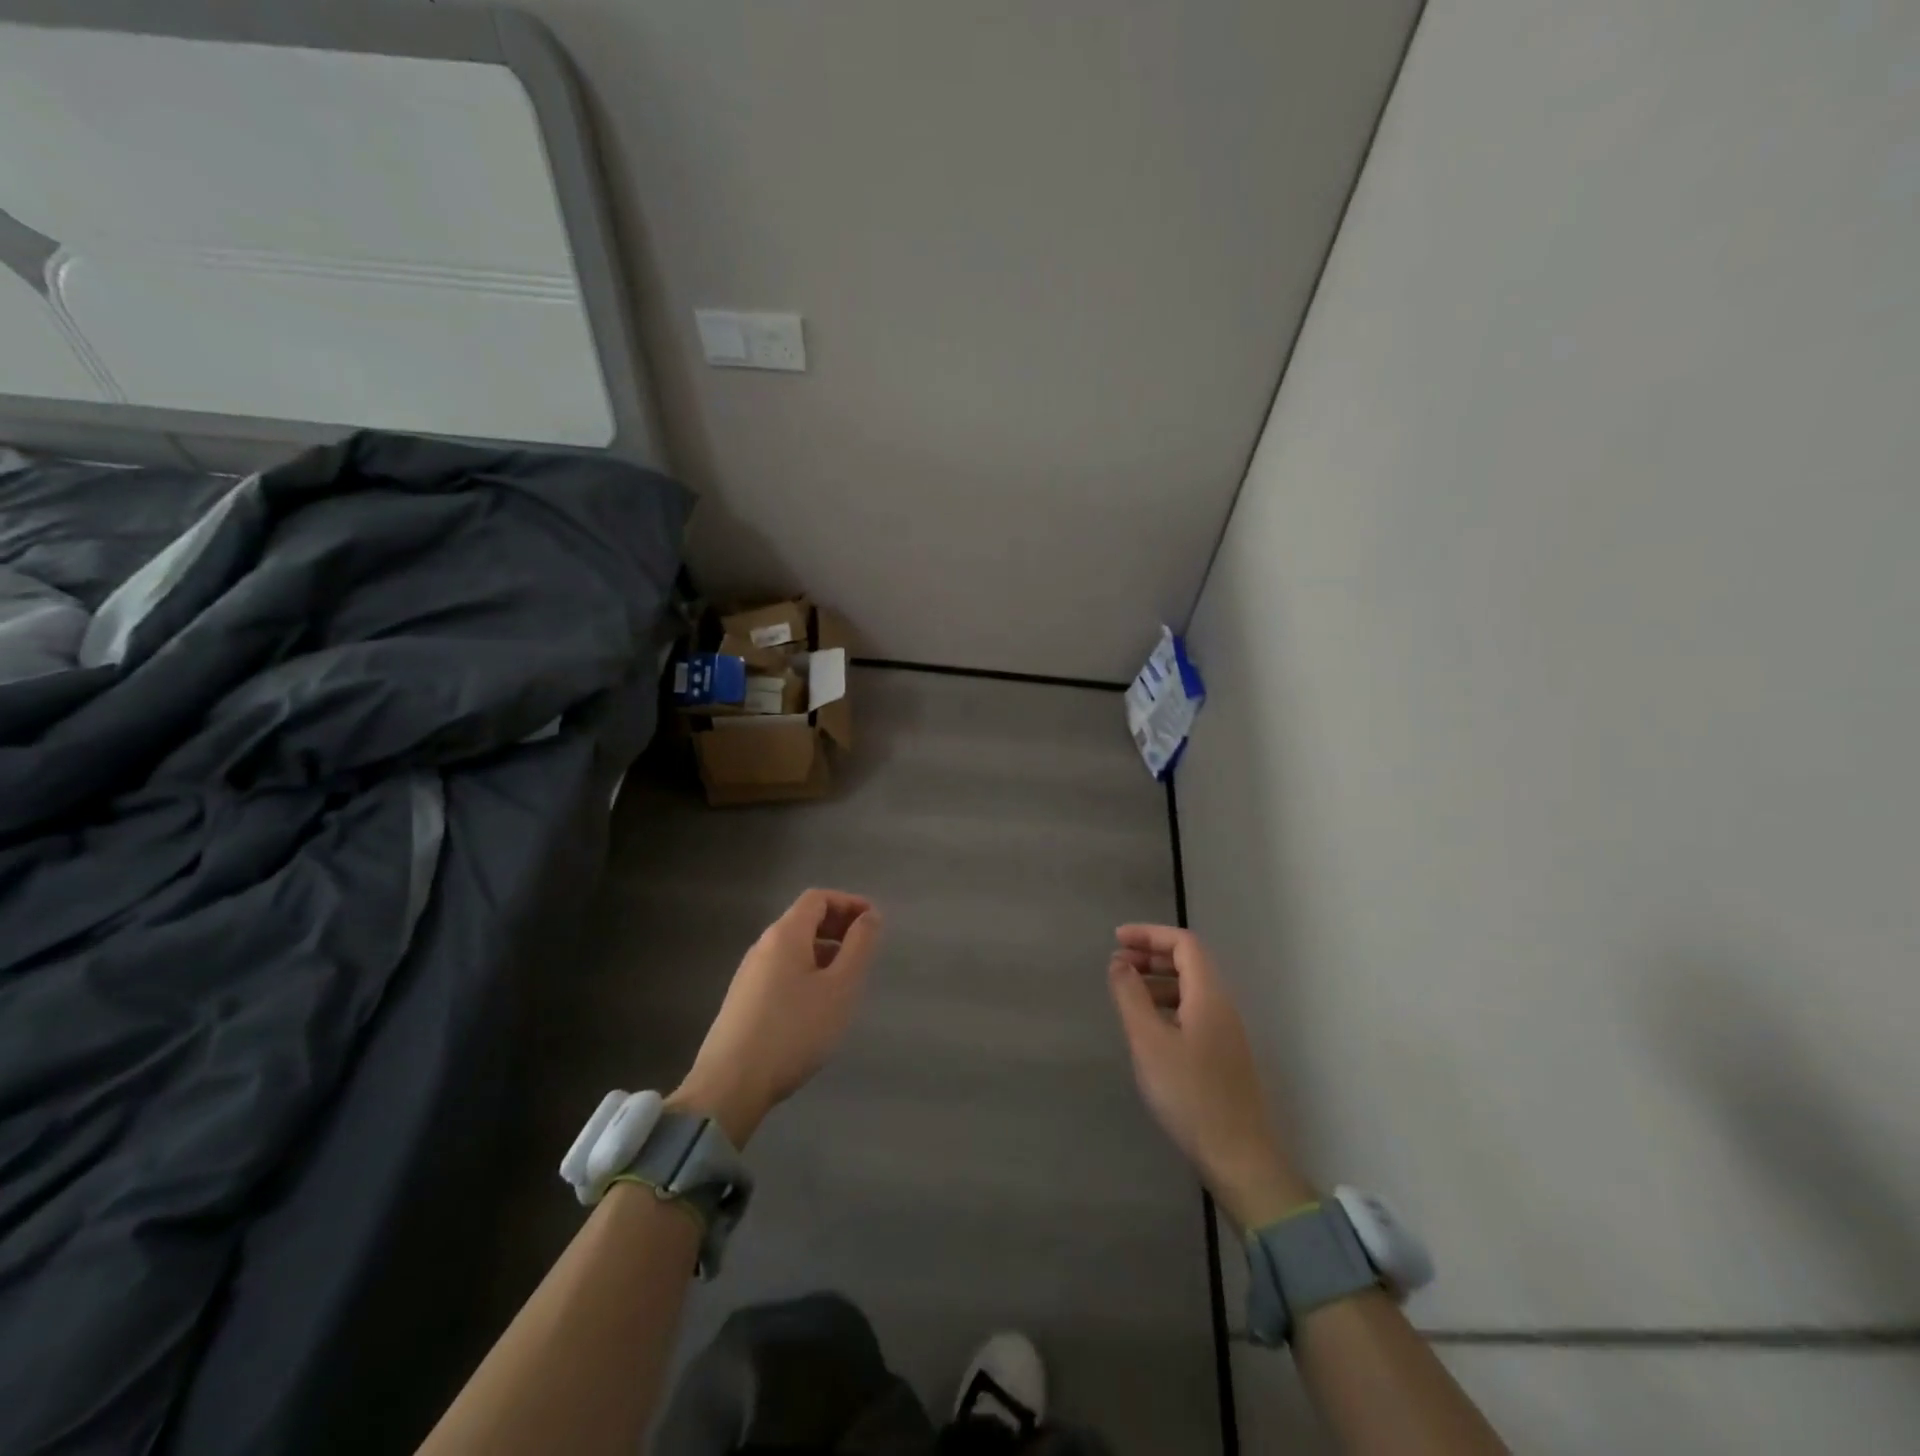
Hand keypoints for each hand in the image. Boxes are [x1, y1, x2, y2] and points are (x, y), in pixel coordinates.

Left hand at [670, 890, 882, 1147]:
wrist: (730, 1085)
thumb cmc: (795, 1030)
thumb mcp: (840, 988)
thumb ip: (859, 946)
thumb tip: (870, 916)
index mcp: (785, 935)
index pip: (818, 898)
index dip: (849, 902)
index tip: (874, 921)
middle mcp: (763, 946)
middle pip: (803, 920)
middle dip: (838, 925)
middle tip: (866, 947)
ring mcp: (749, 974)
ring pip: (793, 947)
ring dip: (824, 950)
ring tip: (848, 977)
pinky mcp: (743, 1000)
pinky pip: (781, 970)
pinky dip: (807, 970)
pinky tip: (818, 1003)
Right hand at [1107, 924, 1313, 1228]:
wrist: (1238, 1157)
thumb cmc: (1189, 1094)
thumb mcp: (1148, 1041)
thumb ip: (1130, 996)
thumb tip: (1118, 962)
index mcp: (1208, 995)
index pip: (1183, 943)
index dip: (1149, 934)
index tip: (1116, 940)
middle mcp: (1222, 1006)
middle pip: (1189, 962)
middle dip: (1151, 955)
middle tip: (1117, 964)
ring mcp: (1225, 1032)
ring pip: (1191, 989)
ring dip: (1158, 981)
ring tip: (1127, 995)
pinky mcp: (1223, 1055)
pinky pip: (1193, 1012)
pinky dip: (1167, 1005)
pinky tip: (1148, 1028)